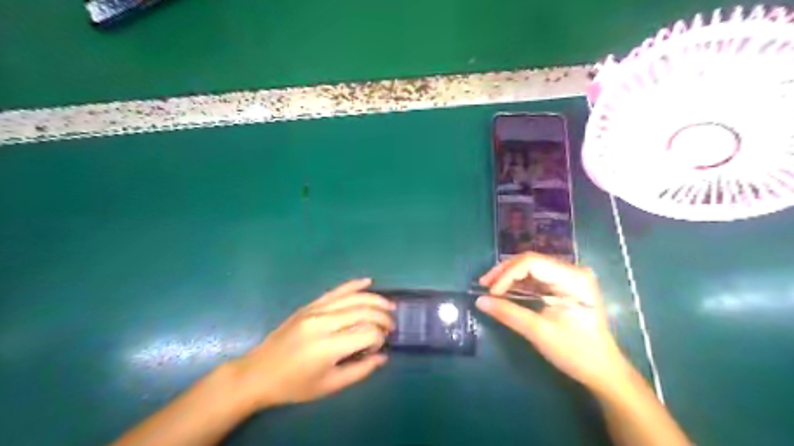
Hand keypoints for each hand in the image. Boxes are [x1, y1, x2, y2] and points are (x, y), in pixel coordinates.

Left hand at [231, 278, 395, 410]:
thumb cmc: (294, 385)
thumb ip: (360, 371)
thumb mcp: (329, 386)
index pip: (367, 333)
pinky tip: (368, 281)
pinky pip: (335, 290)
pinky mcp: (309, 305)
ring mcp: (315, 310)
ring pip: (353, 297)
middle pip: (363, 311)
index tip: (379, 347)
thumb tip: (383, 356)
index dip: (380, 338)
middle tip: (391, 327)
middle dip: (383, 317)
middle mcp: (323, 322)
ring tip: (389, 306)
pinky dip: (353, 285)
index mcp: (327, 347)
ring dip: (375, 299)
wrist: (258, 373)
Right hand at [474, 253, 630, 391]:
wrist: (602, 371)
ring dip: (508, 276)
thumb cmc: (575, 352)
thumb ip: (508, 313)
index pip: (532, 262)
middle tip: (483, 285)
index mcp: (573, 278)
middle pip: (530, 260)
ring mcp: (569, 277)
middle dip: (504, 272)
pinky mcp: (563, 286)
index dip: (507, 274)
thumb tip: (479, 301)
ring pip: (531, 267)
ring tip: (489, 287)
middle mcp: (572, 271)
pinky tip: (504, 290)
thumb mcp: (539, 332)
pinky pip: (536, 277)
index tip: (491, 292)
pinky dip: (518, 283)